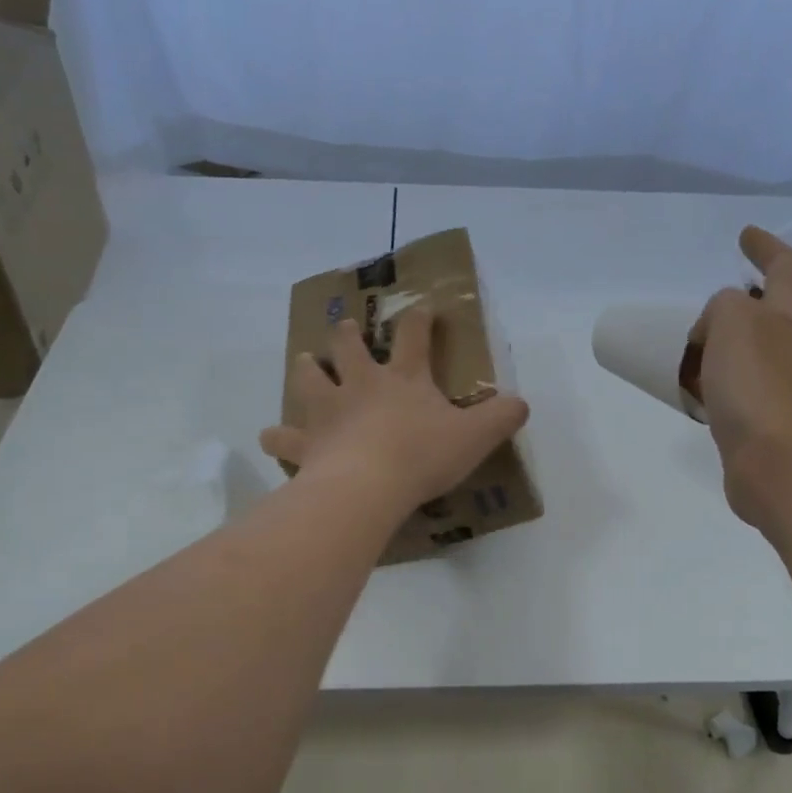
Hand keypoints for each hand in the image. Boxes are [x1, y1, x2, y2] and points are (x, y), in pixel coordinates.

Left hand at [260, 309, 529, 514]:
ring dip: (307, 368)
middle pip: (349, 348)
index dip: (419, 319)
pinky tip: (270, 436)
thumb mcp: (475, 437)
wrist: (368, 486)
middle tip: (343, 328)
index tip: (421, 307)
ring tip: (304, 361)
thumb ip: (501, 417)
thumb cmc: (422, 455)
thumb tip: (521, 403)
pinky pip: (283, 436)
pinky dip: (277, 436)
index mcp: (404, 379)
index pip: (414, 336)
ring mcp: (328, 412)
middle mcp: (361, 385)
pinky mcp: (306, 443)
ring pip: (309, 379)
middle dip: (347, 335)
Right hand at [689, 225, 791, 528]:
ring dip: (728, 349)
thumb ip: (724, 307)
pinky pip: (744, 391)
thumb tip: (718, 333)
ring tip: (695, 354)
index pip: (785, 267)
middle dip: (745, 305)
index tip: (745, 234)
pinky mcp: (775, 425)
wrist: (787, 470)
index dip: (766, 246)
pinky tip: (702, 396)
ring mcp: (791, 389)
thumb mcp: (734, 322)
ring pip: (756, 355)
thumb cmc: (761, 388)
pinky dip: (722, 386)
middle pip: (775, 313)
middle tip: (711, 308)